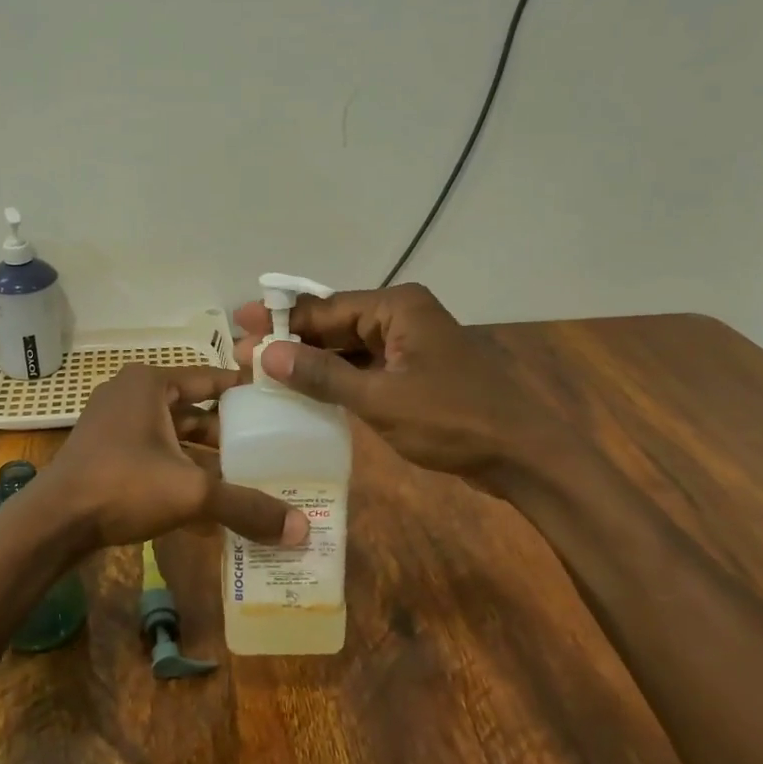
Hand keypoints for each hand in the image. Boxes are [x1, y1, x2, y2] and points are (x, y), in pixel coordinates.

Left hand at [34, 364, 309, 551]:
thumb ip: (245, 505)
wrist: (53, 523)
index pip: (209, 378)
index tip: (279, 404)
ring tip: (246, 476)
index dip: (244, 391)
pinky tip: (207, 501)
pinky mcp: (105, 452)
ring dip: (204, 456)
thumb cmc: (123, 486)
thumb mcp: (191, 492)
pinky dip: (179, 471)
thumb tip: (301, 529)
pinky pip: (154, 454)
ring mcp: (114, 424)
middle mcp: (130, 395)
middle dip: (228, 432)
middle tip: (269, 448)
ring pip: (173, 435)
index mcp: (149, 384)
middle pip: (193, 409)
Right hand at [231, 283, 572, 492]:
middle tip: (245, 354)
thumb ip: (322, 375)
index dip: (281, 320)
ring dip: (311, 360)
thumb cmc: (453, 421)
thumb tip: (266, 353)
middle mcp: (402, 317)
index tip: (240, 327)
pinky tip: (305, 390)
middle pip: (335, 324)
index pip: (327, 307)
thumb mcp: (380, 399)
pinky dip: (336, 378)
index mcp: (397, 307)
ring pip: (348, 348)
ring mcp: (409, 346)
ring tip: (265, 371)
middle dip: (292, 340)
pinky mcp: (413, 373)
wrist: (523, 456)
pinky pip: (364, 368)